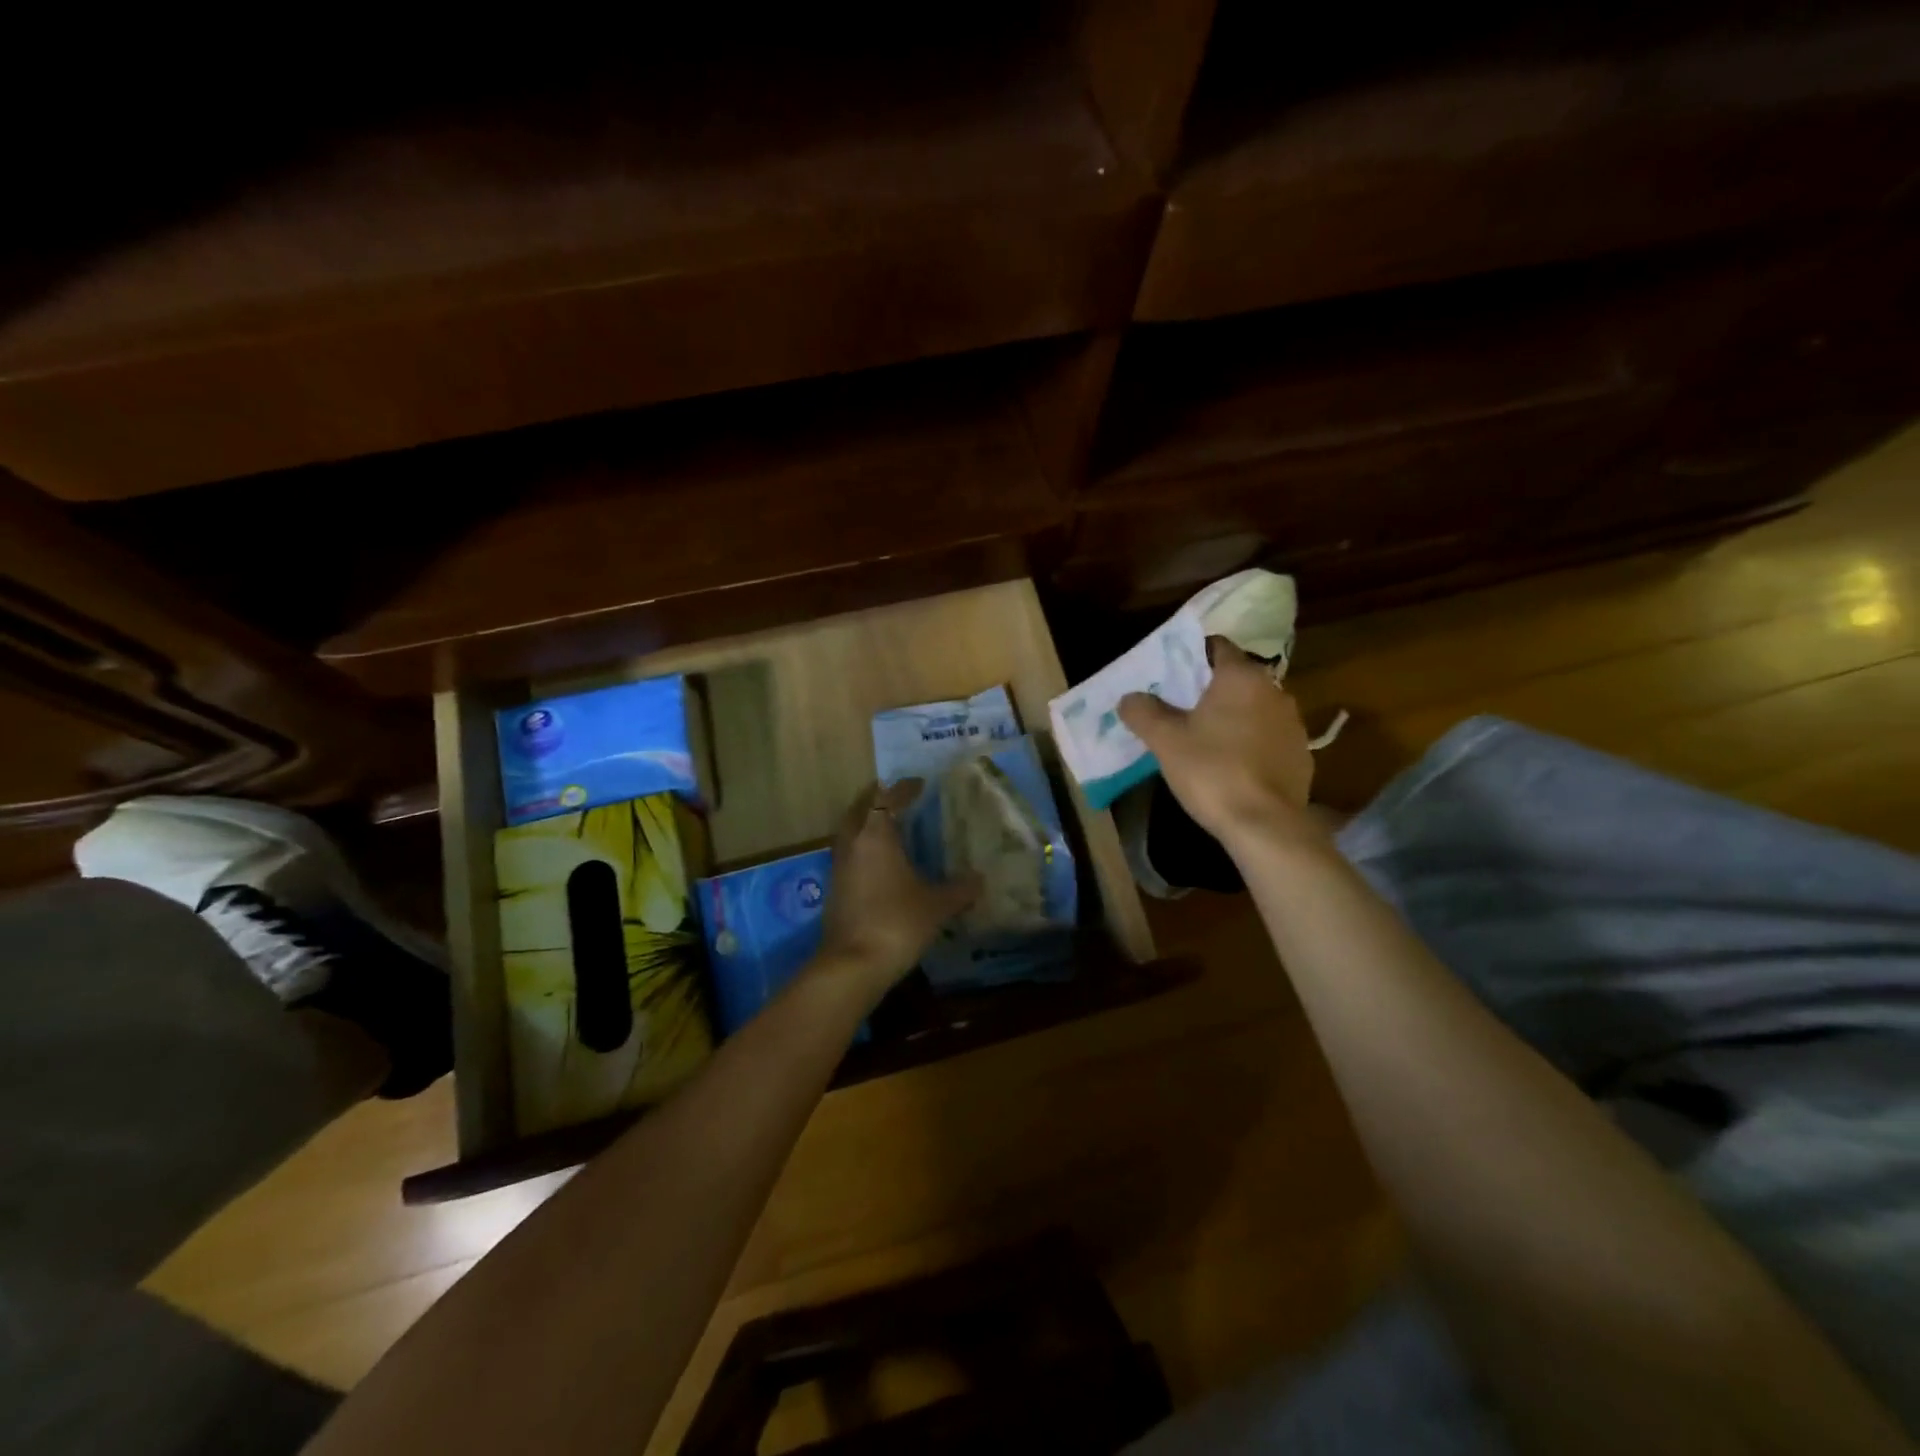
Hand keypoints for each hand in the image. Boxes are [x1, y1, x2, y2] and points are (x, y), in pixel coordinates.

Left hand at [814, 779, 978, 994]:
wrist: (852, 965)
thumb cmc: (897, 923)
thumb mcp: (937, 906)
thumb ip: (959, 889)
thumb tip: (979, 879)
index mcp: (876, 836)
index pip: (888, 799)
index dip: (904, 789)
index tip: (920, 784)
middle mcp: (853, 843)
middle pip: (860, 808)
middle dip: (877, 798)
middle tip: (897, 797)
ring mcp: (839, 866)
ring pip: (849, 830)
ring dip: (866, 821)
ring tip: (889, 825)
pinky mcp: (834, 888)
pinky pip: (848, 852)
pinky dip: (862, 845)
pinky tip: (879, 860)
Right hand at [1118, 638, 1315, 846]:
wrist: (1266, 825)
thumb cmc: (1212, 771)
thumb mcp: (1165, 741)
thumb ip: (1144, 712)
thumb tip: (1129, 698)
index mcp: (1241, 677)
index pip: (1216, 647)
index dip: (1191, 655)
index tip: (1170, 673)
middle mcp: (1275, 690)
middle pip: (1236, 678)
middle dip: (1209, 689)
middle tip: (1179, 707)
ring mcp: (1293, 724)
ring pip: (1254, 708)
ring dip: (1232, 716)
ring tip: (1204, 738)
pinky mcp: (1301, 755)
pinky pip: (1268, 737)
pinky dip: (1250, 743)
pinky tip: (1231, 765)